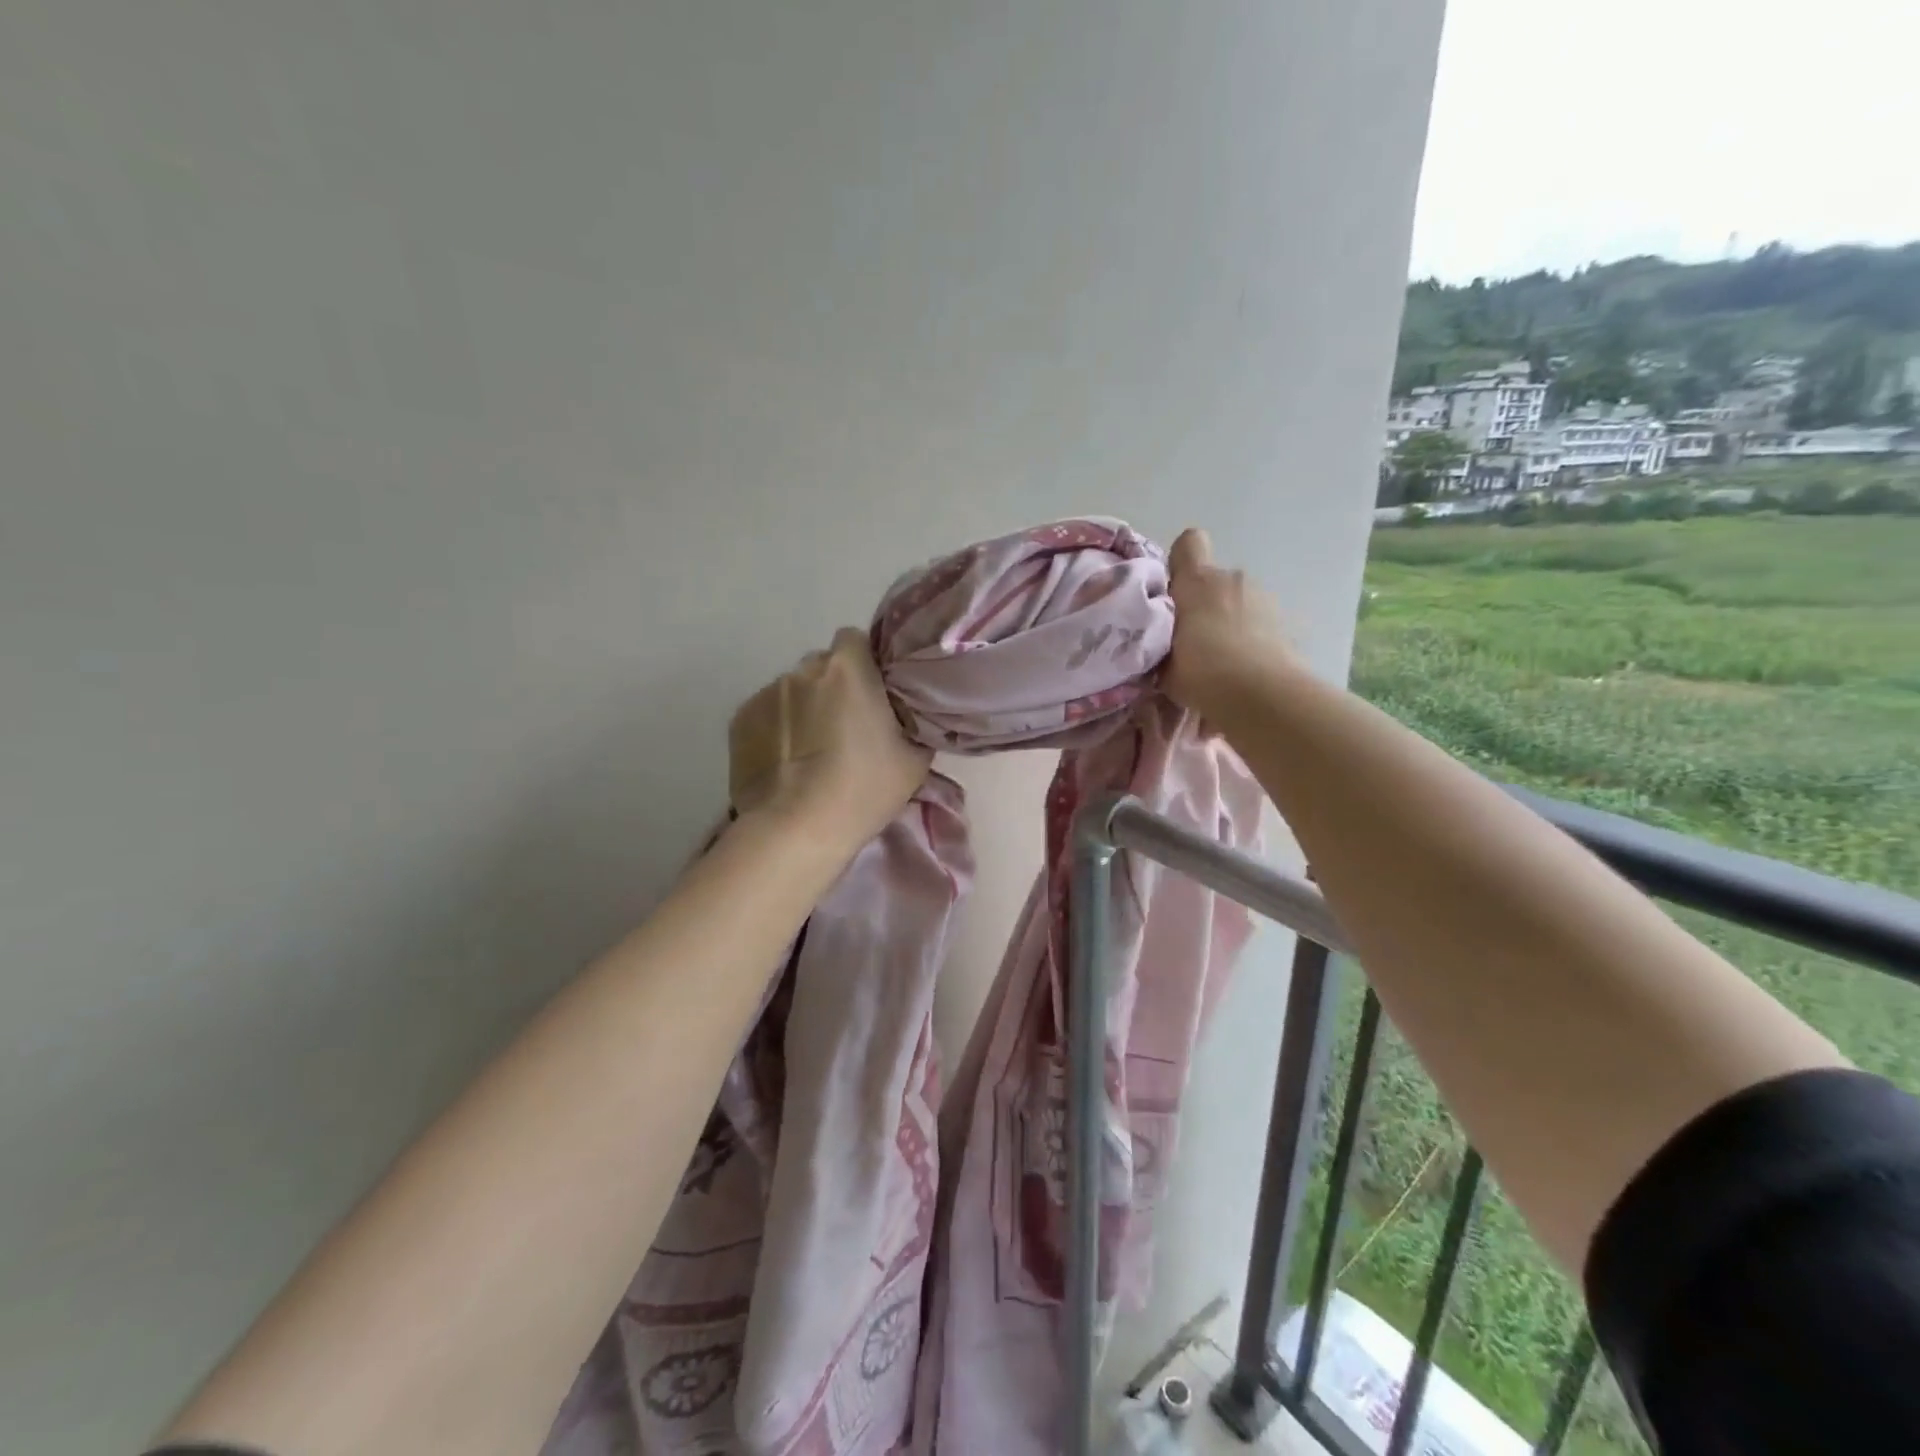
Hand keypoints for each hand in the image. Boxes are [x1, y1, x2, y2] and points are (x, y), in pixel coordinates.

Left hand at [729, 628, 932, 853]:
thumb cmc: (864, 789)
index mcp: (848, 669)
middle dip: (832, 687)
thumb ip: (911, 723)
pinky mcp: (738, 720)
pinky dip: (775, 730)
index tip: (870, 693)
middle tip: (843, 728)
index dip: (863, 662)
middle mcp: (803, 670)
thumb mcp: (915, 760)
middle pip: (821, 666)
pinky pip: (765, 714)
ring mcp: (766, 693)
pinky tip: (783, 763)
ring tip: (809, 753)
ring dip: (802, 709)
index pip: (854, 639)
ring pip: (791, 691)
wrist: (797, 829)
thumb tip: (904, 718)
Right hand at [1162, 528, 1297, 716]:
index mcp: (1197, 581)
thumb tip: (1161, 642)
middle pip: (1214, 580)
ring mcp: (1265, 598)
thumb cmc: (1202, 672)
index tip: (1175, 592)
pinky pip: (1261, 624)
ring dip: (1231, 622)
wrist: (1262, 696)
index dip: (1181, 563)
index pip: (1189, 543)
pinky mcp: (1289, 622)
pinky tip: (1248, 670)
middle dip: (1204, 604)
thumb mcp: (1163, 662)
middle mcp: (1233, 579)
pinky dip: (1254, 639)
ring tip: (1224, 661)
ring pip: (1239, 602)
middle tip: (1194, 642)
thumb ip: (1160, 641)